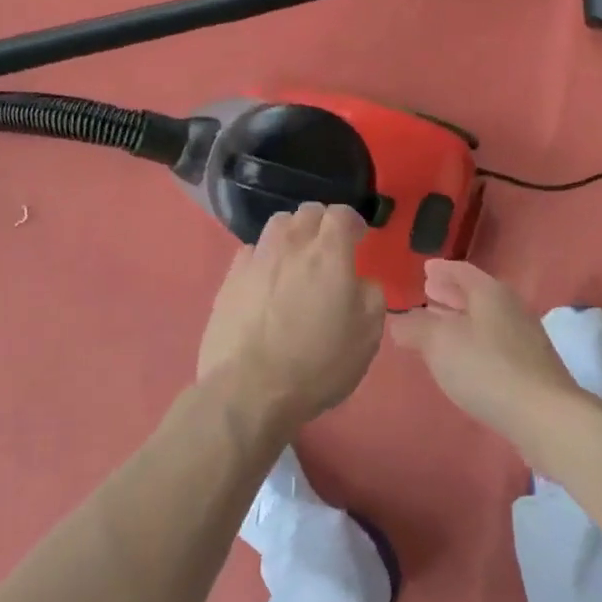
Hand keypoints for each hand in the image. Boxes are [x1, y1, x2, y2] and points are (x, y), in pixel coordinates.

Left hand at [198, 203, 385, 423]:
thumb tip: (360, 282)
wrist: (248, 389)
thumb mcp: (367, 337)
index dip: (353, 222)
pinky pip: (252, 251)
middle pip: (308, 212)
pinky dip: (265, 256)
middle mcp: (291, 245)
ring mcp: (256, 259)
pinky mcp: (229, 278)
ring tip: (298, 257)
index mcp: (328, 254)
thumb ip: (371, 297)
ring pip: (277, 225)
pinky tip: (268, 278)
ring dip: (293, 233)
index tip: (358, 238)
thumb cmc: (317, 364)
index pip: (341, 214)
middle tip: (330, 248)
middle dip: (323, 223)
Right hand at [389, 260, 596, 450]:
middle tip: (427, 292)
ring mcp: (523, 338)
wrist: (543, 415)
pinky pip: (492, 341)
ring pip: (484, 319)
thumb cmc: (486, 368)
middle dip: (450, 293)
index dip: (442, 270)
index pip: (462, 271)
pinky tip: (460, 356)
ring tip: (437, 324)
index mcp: (490, 293)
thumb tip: (398, 321)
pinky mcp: (528, 367)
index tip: (426, 268)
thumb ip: (414, 327)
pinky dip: (471, 339)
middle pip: (475, 294)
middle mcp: (510, 309)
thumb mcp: (438, 343)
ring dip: (459, 318)